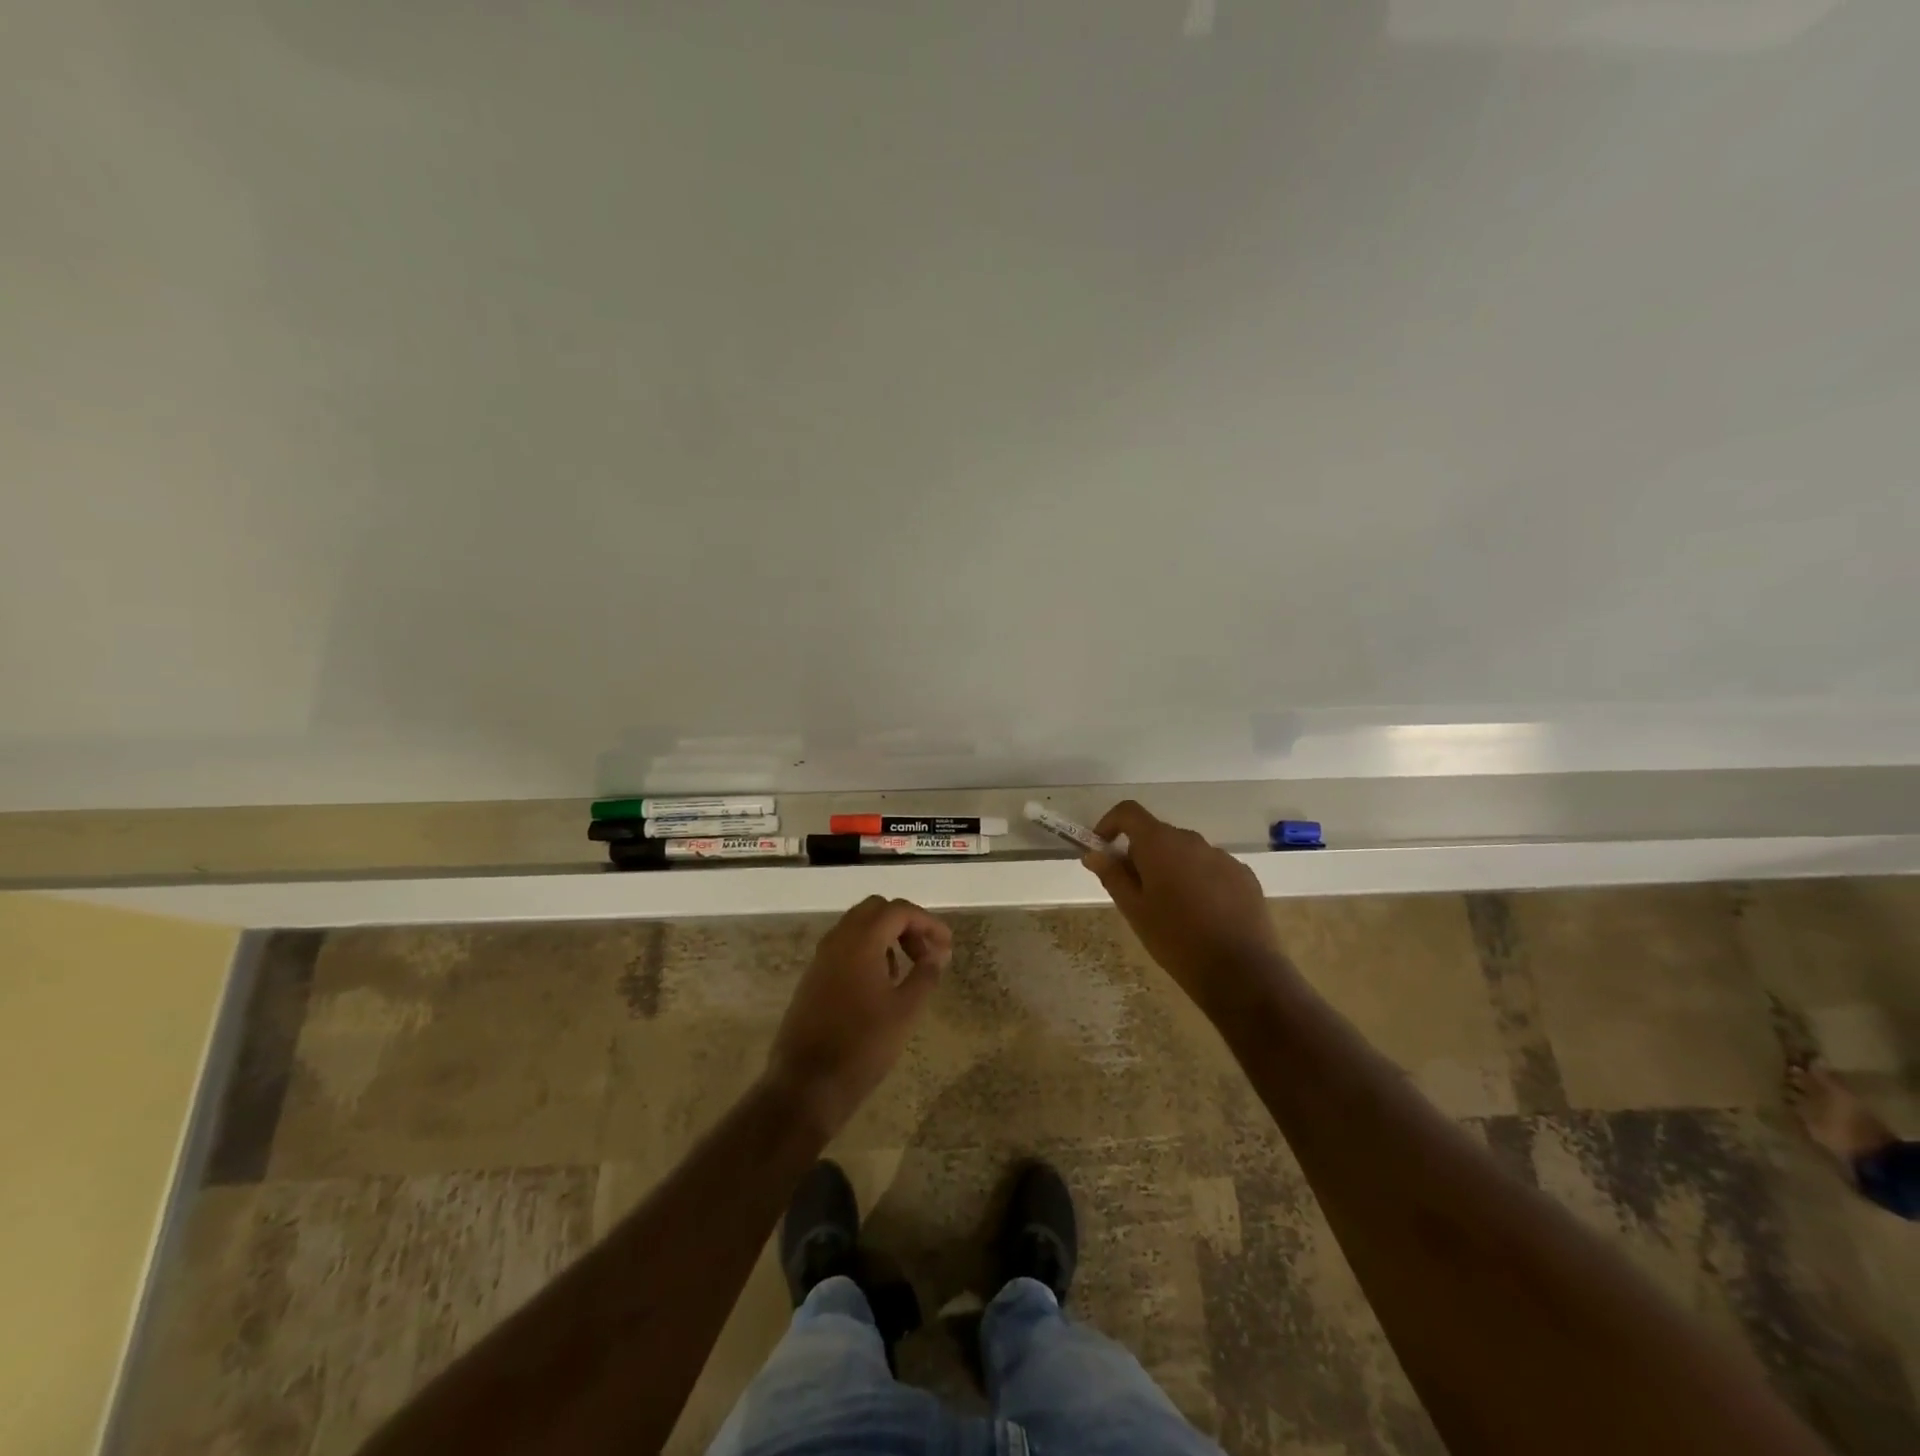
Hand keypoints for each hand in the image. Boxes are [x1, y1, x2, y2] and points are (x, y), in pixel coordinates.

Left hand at [765, 896, 951, 1137]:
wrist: (807, 1084)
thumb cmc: (863, 1044)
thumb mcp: (906, 1010)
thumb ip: (925, 975)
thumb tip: (937, 955)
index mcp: (861, 941)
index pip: (898, 910)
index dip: (927, 922)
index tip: (947, 946)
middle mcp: (838, 940)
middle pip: (876, 910)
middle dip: (905, 925)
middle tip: (925, 954)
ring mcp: (821, 958)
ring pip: (858, 927)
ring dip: (885, 938)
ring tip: (906, 972)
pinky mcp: (813, 977)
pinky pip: (844, 948)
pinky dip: (867, 952)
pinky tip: (880, 986)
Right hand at [1081, 800, 1282, 1018]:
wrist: (1241, 972)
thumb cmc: (1175, 939)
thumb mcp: (1134, 910)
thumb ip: (1112, 875)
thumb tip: (1094, 853)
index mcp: (1160, 843)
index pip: (1129, 812)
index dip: (1110, 823)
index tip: (1102, 848)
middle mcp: (1193, 840)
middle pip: (1158, 834)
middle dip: (1141, 854)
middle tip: (1135, 892)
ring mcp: (1223, 857)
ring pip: (1186, 853)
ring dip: (1172, 868)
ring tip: (1171, 909)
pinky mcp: (1245, 876)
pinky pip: (1212, 868)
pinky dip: (1199, 881)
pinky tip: (1203, 916)